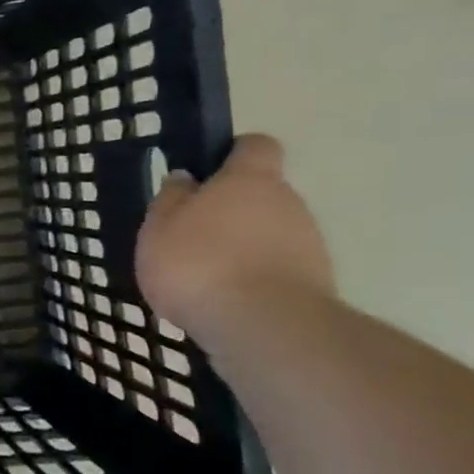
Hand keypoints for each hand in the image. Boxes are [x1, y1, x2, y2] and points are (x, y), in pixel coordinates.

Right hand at [136, 134, 335, 338]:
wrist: (263, 327)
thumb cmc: (199, 264)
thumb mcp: (159, 228)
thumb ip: (171, 200)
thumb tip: (186, 180)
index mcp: (250, 180)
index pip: (254, 146)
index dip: (232, 154)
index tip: (206, 172)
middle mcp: (289, 203)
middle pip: (261, 195)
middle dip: (230, 211)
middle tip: (191, 236)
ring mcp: (309, 244)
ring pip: (270, 234)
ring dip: (242, 248)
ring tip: (204, 277)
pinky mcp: (314, 284)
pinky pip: (277, 270)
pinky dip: (253, 279)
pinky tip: (224, 301)